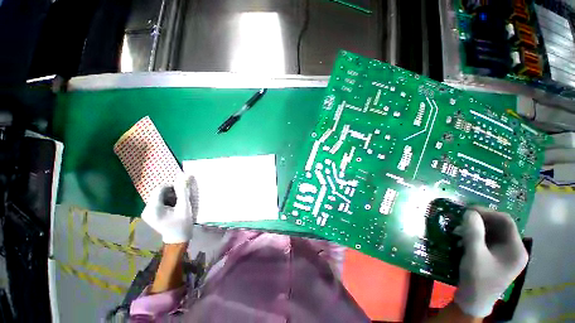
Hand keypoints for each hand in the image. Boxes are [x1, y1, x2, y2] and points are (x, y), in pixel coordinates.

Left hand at [141, 175, 197, 243]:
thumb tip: (185, 175)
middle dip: (172, 193)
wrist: (178, 239)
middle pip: (159, 192)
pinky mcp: (150, 214)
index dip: (173, 186)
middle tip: (182, 199)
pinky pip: (158, 201)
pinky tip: (174, 207)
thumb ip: (183, 191)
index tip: (183, 191)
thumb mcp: (185, 206)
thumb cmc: (182, 223)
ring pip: (159, 196)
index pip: (160, 189)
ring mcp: (147, 212)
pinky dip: (167, 201)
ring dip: (171, 196)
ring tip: (179, 204)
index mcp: (153, 208)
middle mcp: (146, 209)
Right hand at [454, 206, 528, 317]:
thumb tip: (469, 212)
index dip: (487, 212)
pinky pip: (489, 240)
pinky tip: (464, 237)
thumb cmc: (477, 279)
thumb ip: (473, 232)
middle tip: (462, 218)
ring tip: (460, 228)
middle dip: (480, 220)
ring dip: (476, 228)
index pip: (506, 222)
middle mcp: (515, 250)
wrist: (473, 301)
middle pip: (500, 226)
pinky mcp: (497, 257)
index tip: (468, 210)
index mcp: (516, 249)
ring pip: (493, 233)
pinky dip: (476, 235)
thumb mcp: (474, 254)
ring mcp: (506, 254)